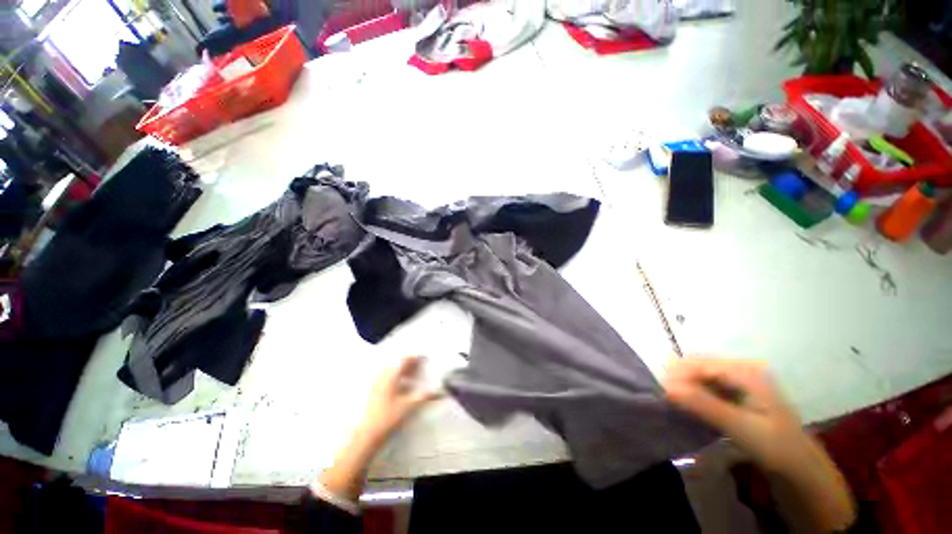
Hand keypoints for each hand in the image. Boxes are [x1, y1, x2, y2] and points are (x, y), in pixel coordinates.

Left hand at [316, 355, 441, 503]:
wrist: (367, 434)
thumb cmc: (388, 417)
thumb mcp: (409, 406)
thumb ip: (424, 396)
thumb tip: (438, 392)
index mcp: (391, 376)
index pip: (404, 360)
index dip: (415, 357)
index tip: (424, 358)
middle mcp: (382, 377)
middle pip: (397, 364)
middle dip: (409, 364)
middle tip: (419, 365)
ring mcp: (376, 385)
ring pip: (391, 372)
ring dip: (402, 371)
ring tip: (412, 375)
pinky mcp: (373, 393)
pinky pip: (386, 379)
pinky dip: (396, 379)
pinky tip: (401, 388)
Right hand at [663, 358, 806, 472]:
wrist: (800, 469)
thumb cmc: (774, 445)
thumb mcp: (739, 425)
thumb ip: (703, 404)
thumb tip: (666, 387)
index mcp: (745, 371)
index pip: (701, 364)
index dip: (678, 373)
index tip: (661, 389)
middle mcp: (741, 371)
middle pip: (700, 367)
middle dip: (680, 379)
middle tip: (664, 396)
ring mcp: (740, 384)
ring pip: (702, 378)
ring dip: (686, 387)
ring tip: (672, 402)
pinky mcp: (737, 397)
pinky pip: (709, 389)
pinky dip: (695, 395)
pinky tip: (688, 406)